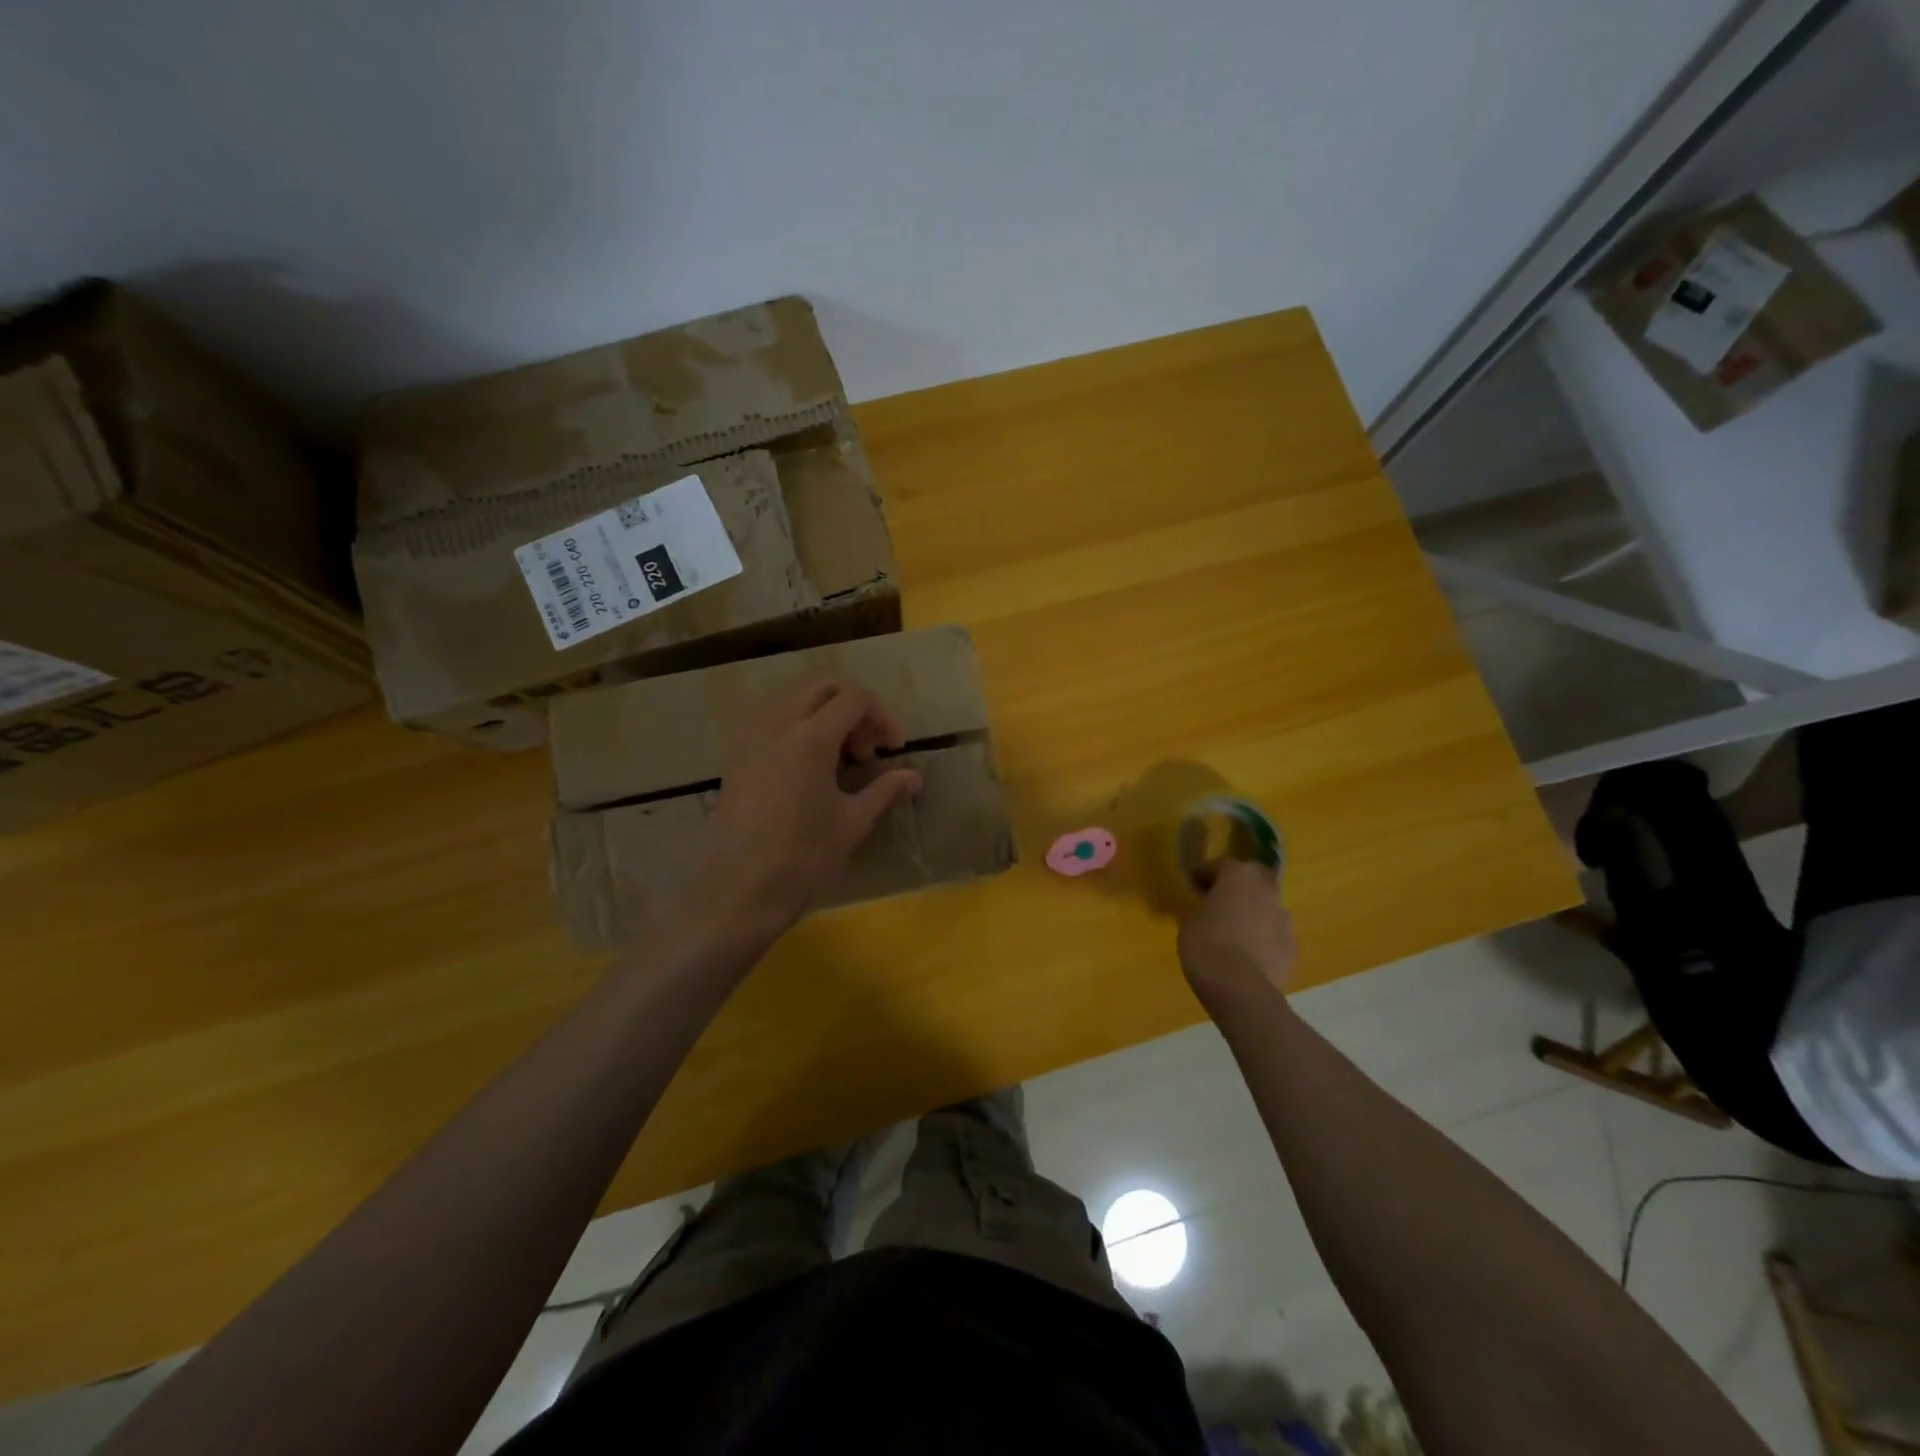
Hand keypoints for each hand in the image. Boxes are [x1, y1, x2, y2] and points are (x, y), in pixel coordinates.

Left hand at [685, 675, 922, 939]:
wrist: (740, 890)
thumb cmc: (803, 858)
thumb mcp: (852, 822)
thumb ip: (884, 789)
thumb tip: (914, 776)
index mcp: (811, 737)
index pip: (854, 697)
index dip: (882, 716)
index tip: (893, 748)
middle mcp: (777, 724)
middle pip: (820, 683)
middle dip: (851, 705)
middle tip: (865, 747)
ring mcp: (750, 736)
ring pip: (790, 694)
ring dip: (821, 709)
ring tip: (836, 753)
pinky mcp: (735, 754)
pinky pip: (767, 716)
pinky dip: (794, 722)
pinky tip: (805, 763)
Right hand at [1176, 860, 1297, 1017]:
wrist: (1240, 989)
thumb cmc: (1206, 945)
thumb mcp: (1189, 920)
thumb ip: (1201, 906)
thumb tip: (1206, 907)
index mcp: (1239, 875)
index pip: (1220, 864)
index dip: (1205, 874)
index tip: (1193, 886)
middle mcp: (1267, 890)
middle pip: (1253, 878)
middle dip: (1238, 886)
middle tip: (1219, 901)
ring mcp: (1284, 919)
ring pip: (1266, 906)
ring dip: (1252, 912)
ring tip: (1233, 932)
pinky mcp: (1292, 947)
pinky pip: (1273, 934)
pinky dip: (1262, 938)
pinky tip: (1246, 955)